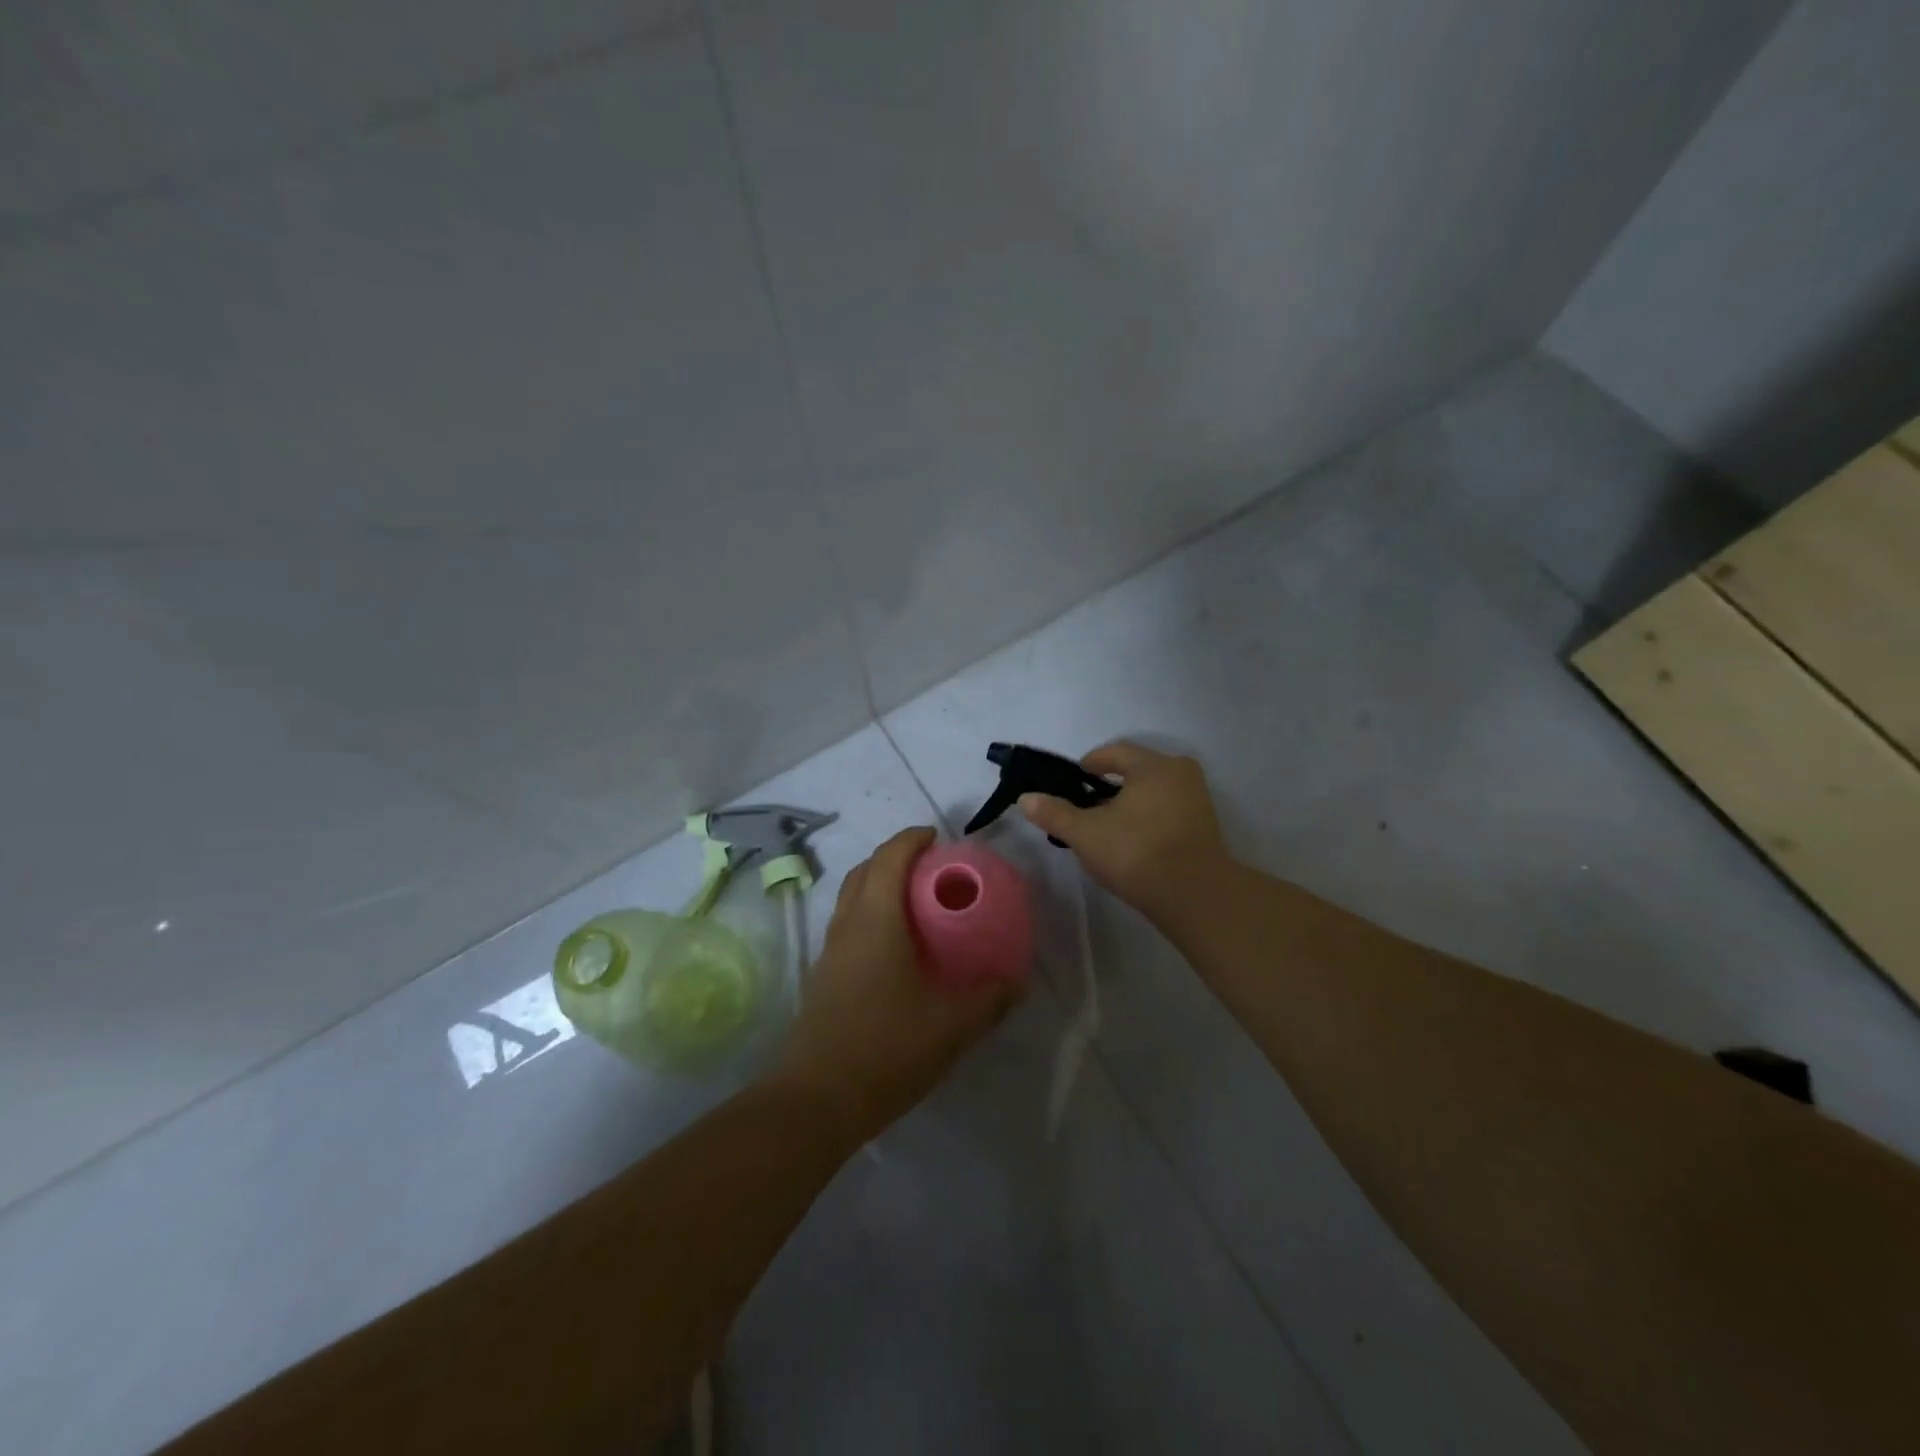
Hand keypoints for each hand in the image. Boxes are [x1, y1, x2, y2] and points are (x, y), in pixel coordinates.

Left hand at [770, 827, 1019, 1147]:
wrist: (816, 1100)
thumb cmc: (886, 1049)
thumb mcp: (951, 1026)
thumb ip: (989, 999)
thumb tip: (1016, 981)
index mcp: (876, 920)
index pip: (890, 858)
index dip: (912, 839)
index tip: (937, 837)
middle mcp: (848, 924)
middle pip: (865, 870)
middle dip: (895, 856)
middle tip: (931, 867)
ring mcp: (830, 951)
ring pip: (852, 897)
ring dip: (879, 884)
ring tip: (916, 901)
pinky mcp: (823, 976)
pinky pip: (848, 924)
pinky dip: (870, 913)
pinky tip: (896, 948)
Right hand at [1017, 741, 1238, 921]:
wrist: (1195, 896)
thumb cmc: (1137, 853)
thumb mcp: (1086, 834)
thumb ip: (1055, 813)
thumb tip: (1025, 798)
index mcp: (1153, 765)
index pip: (1114, 752)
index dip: (1089, 764)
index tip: (1071, 782)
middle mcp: (1180, 772)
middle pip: (1136, 770)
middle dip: (1109, 785)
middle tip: (1086, 806)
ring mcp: (1197, 799)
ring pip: (1153, 791)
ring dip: (1129, 802)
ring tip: (1107, 827)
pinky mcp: (1205, 825)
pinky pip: (1168, 809)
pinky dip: (1148, 817)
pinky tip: (1133, 841)